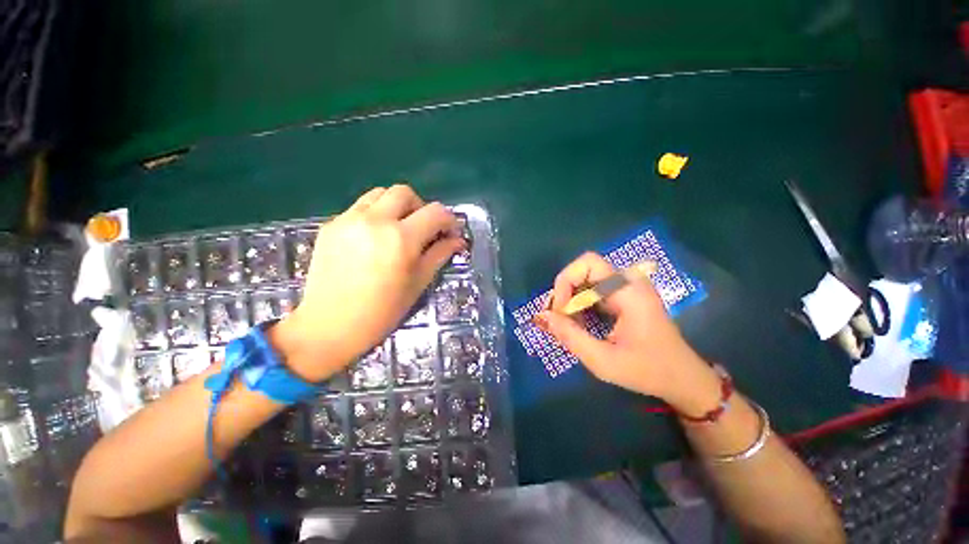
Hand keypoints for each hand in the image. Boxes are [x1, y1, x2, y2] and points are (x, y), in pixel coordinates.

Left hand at [270, 185, 463, 381]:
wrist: (328, 326)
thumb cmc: (382, 311)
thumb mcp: (418, 283)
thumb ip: (439, 255)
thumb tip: (457, 240)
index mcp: (401, 239)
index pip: (435, 212)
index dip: (449, 220)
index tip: (450, 232)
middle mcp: (375, 220)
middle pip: (405, 192)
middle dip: (421, 207)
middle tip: (423, 229)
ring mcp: (348, 220)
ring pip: (379, 194)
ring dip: (396, 206)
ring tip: (398, 229)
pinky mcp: (331, 225)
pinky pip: (359, 207)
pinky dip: (375, 215)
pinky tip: (373, 239)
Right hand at [536, 252, 721, 415]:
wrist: (683, 378)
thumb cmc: (648, 371)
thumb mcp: (604, 361)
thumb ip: (570, 336)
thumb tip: (541, 316)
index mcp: (629, 291)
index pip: (587, 263)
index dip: (565, 281)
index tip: (560, 311)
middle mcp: (629, 281)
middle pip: (583, 269)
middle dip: (564, 292)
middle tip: (558, 319)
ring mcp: (627, 287)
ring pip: (585, 279)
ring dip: (570, 298)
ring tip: (566, 324)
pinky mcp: (624, 295)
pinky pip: (593, 289)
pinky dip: (579, 302)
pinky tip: (578, 322)